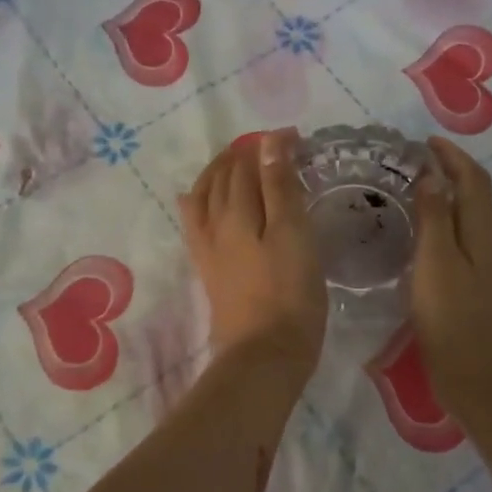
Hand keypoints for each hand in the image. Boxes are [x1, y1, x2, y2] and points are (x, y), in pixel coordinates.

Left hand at [179, 130, 326, 377]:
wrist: (264, 354)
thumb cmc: (290, 294)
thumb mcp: (294, 234)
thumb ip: (279, 186)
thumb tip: (268, 140)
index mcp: (237, 209)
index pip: (248, 163)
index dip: (270, 145)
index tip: (296, 138)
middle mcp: (214, 221)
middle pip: (224, 176)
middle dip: (245, 155)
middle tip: (273, 147)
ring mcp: (207, 247)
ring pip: (205, 195)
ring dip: (220, 172)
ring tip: (237, 163)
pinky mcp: (207, 269)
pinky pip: (195, 222)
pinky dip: (199, 201)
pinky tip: (199, 200)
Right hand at [411, 137, 491, 418]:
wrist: (487, 383)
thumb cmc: (454, 324)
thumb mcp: (435, 266)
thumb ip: (434, 219)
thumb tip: (434, 176)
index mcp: (486, 232)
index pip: (473, 180)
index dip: (452, 157)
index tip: (426, 141)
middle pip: (482, 196)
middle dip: (458, 172)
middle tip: (424, 164)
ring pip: (483, 220)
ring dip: (460, 198)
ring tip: (429, 193)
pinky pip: (480, 241)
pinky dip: (461, 225)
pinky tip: (443, 239)